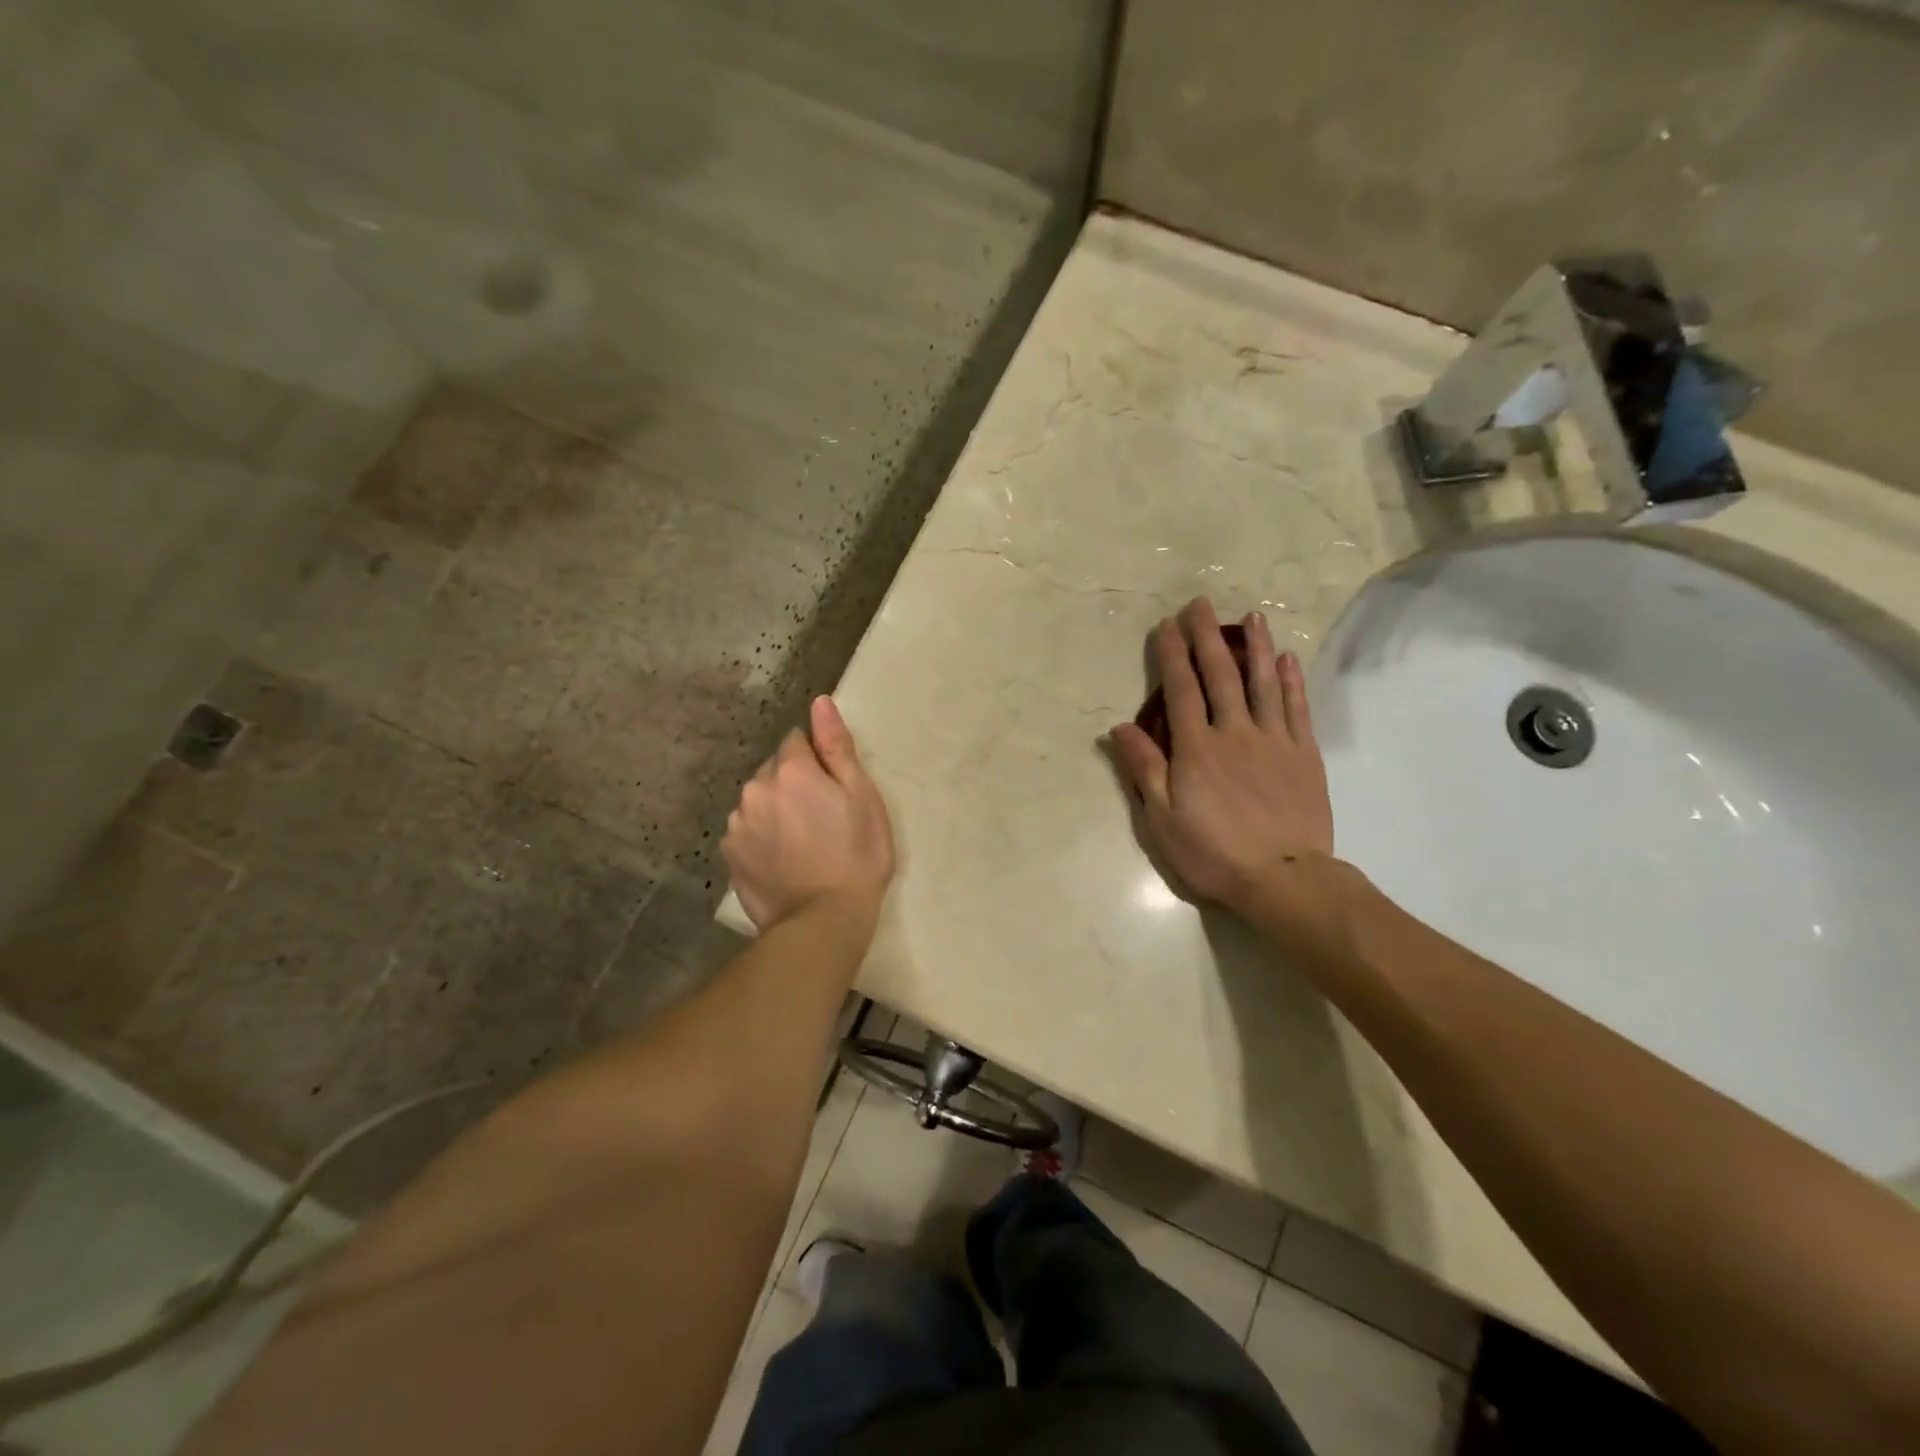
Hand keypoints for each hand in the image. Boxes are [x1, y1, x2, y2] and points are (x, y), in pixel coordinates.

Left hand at [723, 697, 895, 932]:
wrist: (823, 921)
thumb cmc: (856, 855)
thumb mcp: (861, 796)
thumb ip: (836, 746)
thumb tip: (819, 702)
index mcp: (790, 770)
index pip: (797, 741)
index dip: (818, 760)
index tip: (833, 788)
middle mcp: (755, 789)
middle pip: (774, 771)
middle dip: (793, 784)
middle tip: (822, 818)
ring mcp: (737, 825)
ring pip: (758, 802)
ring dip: (775, 811)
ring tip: (802, 844)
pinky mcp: (730, 856)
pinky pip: (747, 832)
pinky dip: (762, 838)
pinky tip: (783, 861)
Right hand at [1109, 599, 1335, 918]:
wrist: (1283, 878)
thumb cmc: (1213, 852)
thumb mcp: (1162, 818)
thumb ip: (1144, 768)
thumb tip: (1119, 727)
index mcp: (1196, 748)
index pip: (1181, 690)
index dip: (1172, 656)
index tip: (1166, 626)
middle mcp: (1234, 732)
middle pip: (1219, 675)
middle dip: (1207, 637)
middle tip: (1201, 604)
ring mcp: (1274, 740)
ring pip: (1263, 683)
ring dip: (1256, 647)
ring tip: (1252, 617)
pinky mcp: (1304, 754)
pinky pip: (1297, 709)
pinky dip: (1291, 681)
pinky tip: (1287, 659)